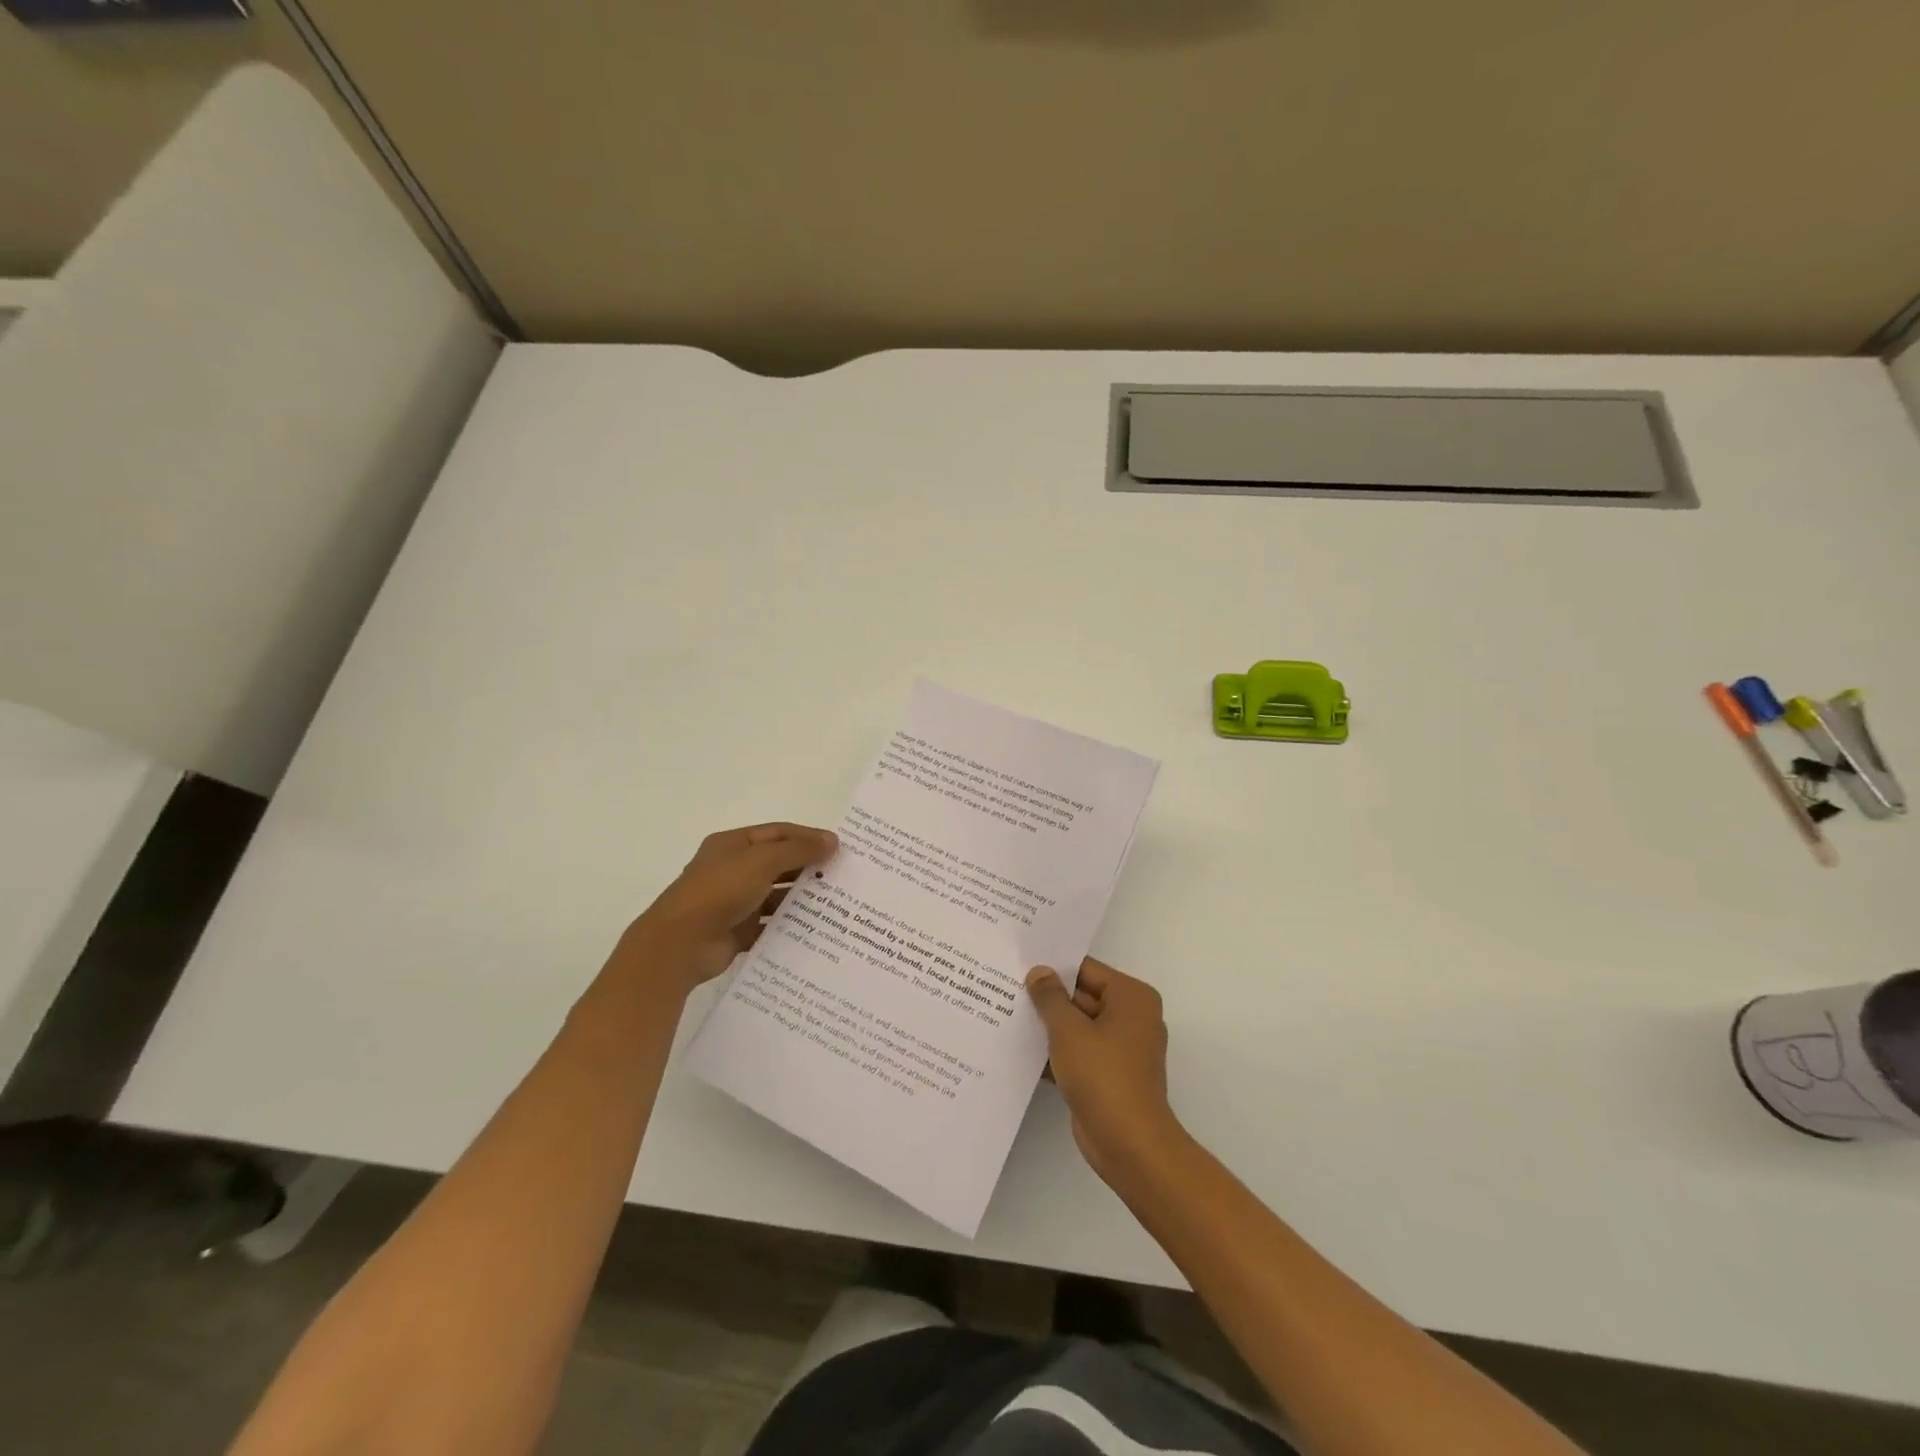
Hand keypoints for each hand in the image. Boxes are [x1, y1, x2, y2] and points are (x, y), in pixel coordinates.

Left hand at [627, 822, 837, 991]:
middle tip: (842, 875)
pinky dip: (789, 925)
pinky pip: (769, 925)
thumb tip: (832, 841)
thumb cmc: (720, 890)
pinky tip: (815, 929)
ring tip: (835, 903)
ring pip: (775, 896)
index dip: (808, 837)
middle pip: (778, 863)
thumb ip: (798, 850)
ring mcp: (734, 902)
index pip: (778, 833)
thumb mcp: (762, 861)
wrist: (681, 943)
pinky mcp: (737, 931)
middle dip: (808, 867)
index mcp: (733, 845)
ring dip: (801, 897)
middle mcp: (733, 870)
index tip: (839, 847)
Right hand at [1027, 958, 1185, 1185]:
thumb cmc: (1103, 1076)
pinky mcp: (1110, 1075)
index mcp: (1131, 997)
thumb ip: (1051, 998)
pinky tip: (1021, 1051)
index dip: (1053, 968)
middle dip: (1048, 998)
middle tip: (1006, 989)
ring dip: (1049, 1027)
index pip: (1086, 970)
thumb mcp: (1069, 1031)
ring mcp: (1122, 1048)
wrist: (1129, 1145)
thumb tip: (1039, 971)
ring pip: (1078, 1026)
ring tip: (1006, 1015)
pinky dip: (1056, 1052)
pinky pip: (1079, 1052)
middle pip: (1082, 996)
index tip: (1019, 965)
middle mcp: (1132, 1017)